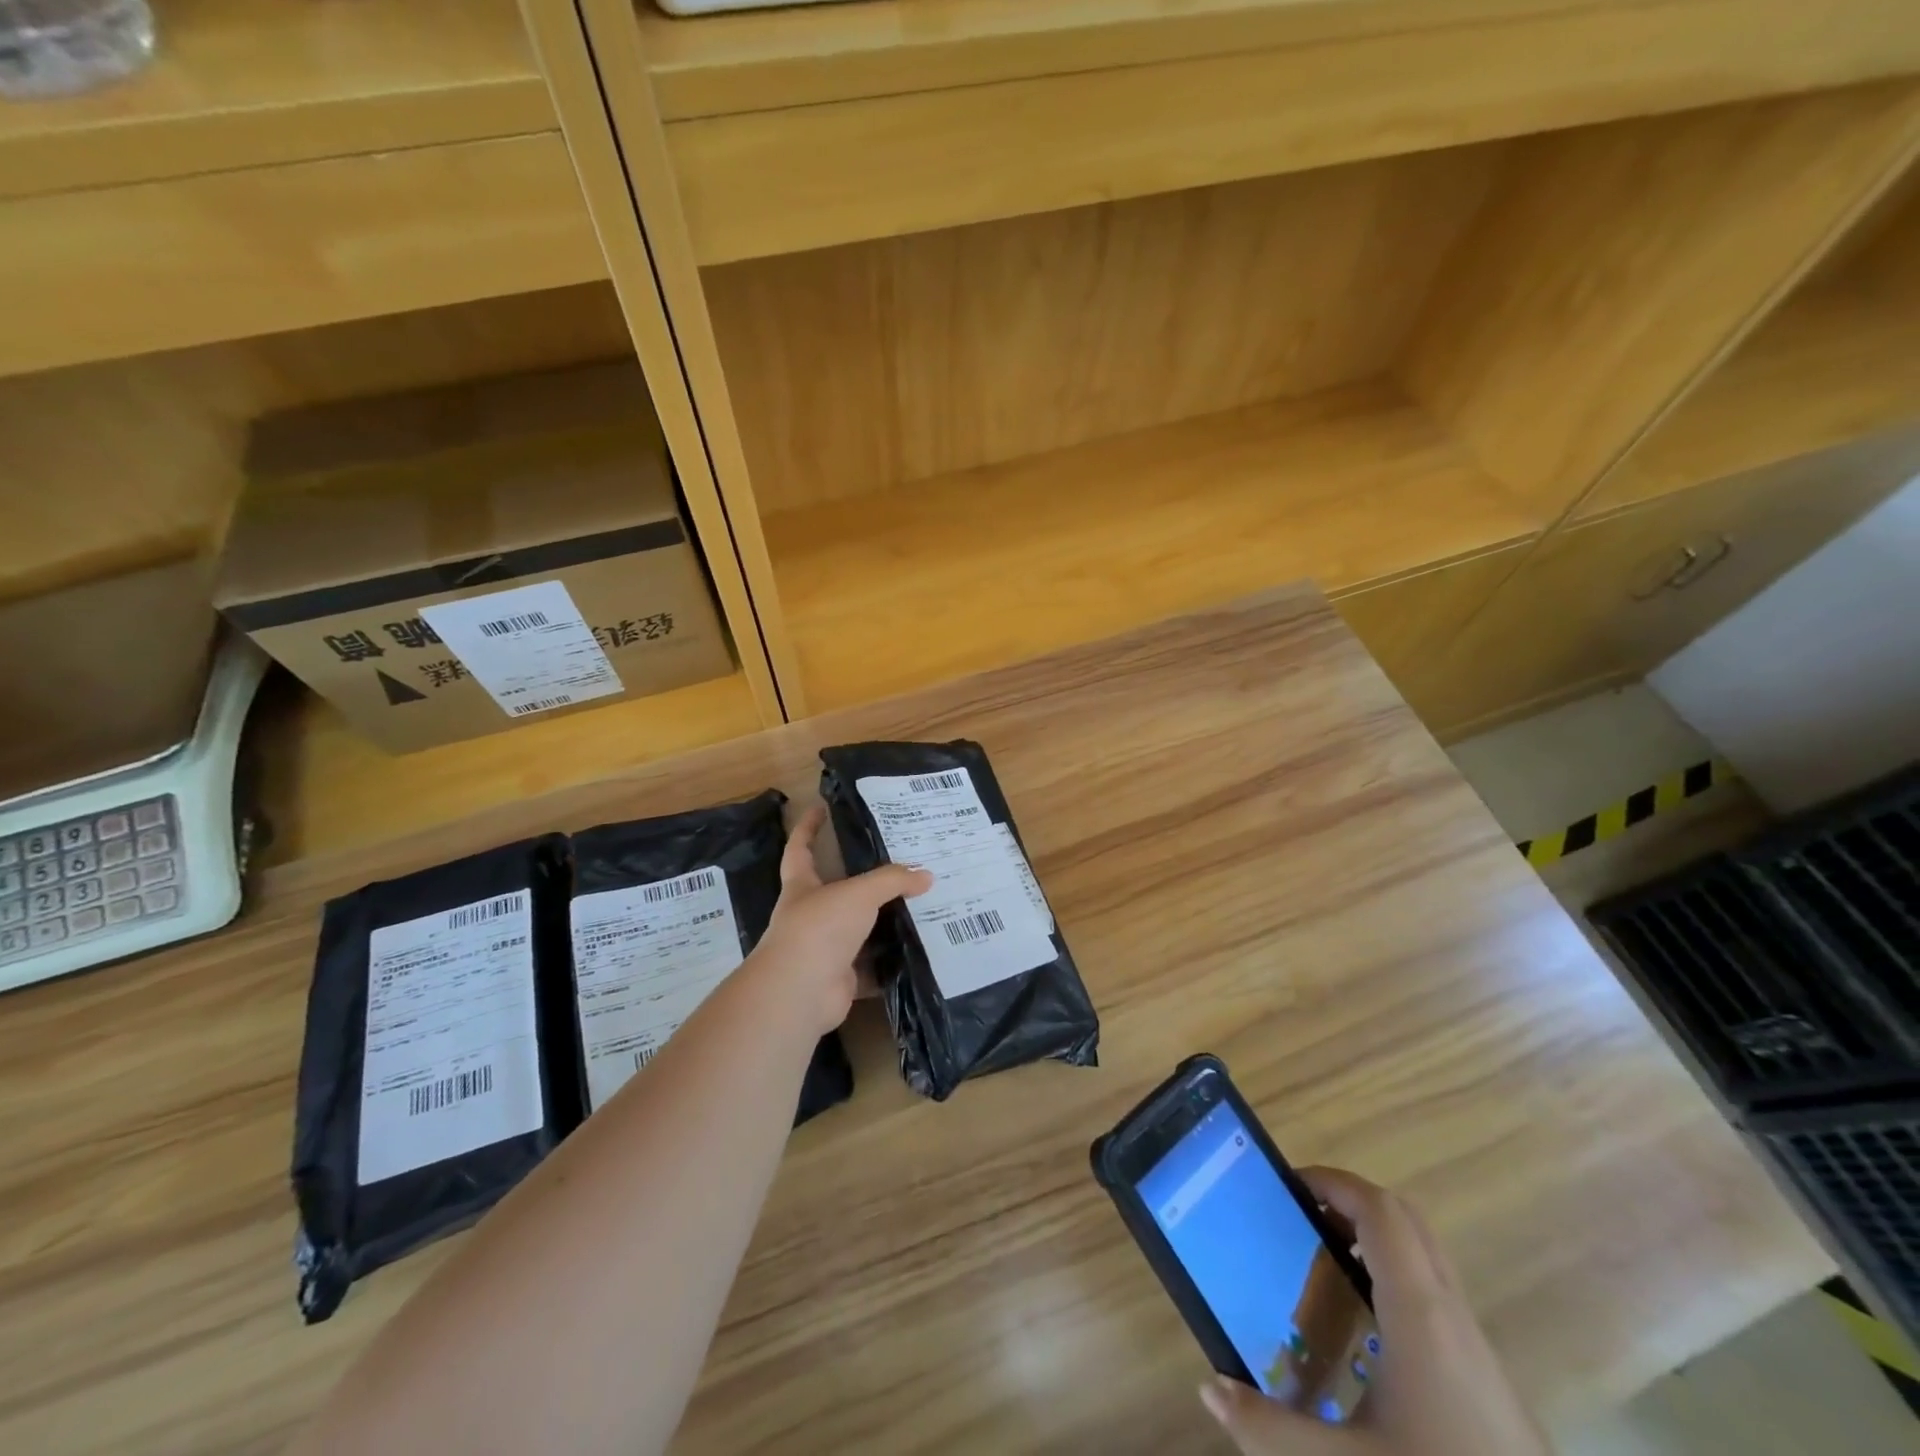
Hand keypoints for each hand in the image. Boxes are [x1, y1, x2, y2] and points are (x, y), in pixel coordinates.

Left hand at [745, 806, 932, 1035]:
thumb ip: (892, 881)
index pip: (800, 848)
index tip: (820, 807)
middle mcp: (810, 915)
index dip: (808, 828)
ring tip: (919, 907)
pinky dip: (891, 964)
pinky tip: (918, 953)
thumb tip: (926, 875)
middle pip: (838, 891)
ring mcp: (824, 950)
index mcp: (803, 886)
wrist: (800, 991)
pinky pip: (871, 968)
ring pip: (858, 931)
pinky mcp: (840, 979)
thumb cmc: (820, 927)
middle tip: (900, 865)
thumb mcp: (859, 893)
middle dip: (864, 881)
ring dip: (883, 924)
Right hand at [1199, 1168, 1547, 1455]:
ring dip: (1373, 1235)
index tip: (1287, 1187)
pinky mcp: (1487, 1375)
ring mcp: (1476, 1344)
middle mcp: (1452, 1314)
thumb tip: (1208, 1388)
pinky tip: (1364, 1326)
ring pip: (1425, 1253)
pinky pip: (1435, 1289)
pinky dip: (1393, 1274)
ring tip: (1322, 1260)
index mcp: (1420, 1315)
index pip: (1379, 1211)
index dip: (1333, 1183)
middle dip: (1349, 1200)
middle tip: (1299, 1215)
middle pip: (1404, 1219)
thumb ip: (1272, 1431)